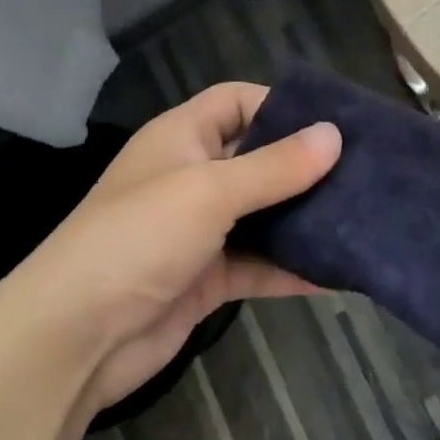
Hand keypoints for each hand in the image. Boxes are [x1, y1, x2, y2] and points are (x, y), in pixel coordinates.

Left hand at [11, 83, 339, 414]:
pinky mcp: (207, 277)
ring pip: (263, 213)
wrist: (75, 338)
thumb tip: (334, 135)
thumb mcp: (210, 191)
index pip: (237, 101)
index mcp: (183, 137)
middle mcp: (193, 176)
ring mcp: (200, 229)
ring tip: (363, 217)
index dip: (280, 104)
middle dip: (304, 165)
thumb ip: (275, 166)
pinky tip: (339, 273)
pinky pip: (259, 263)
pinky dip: (292, 267)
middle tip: (364, 171)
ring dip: (304, 218)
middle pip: (257, 157)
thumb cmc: (139, 237)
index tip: (333, 123)